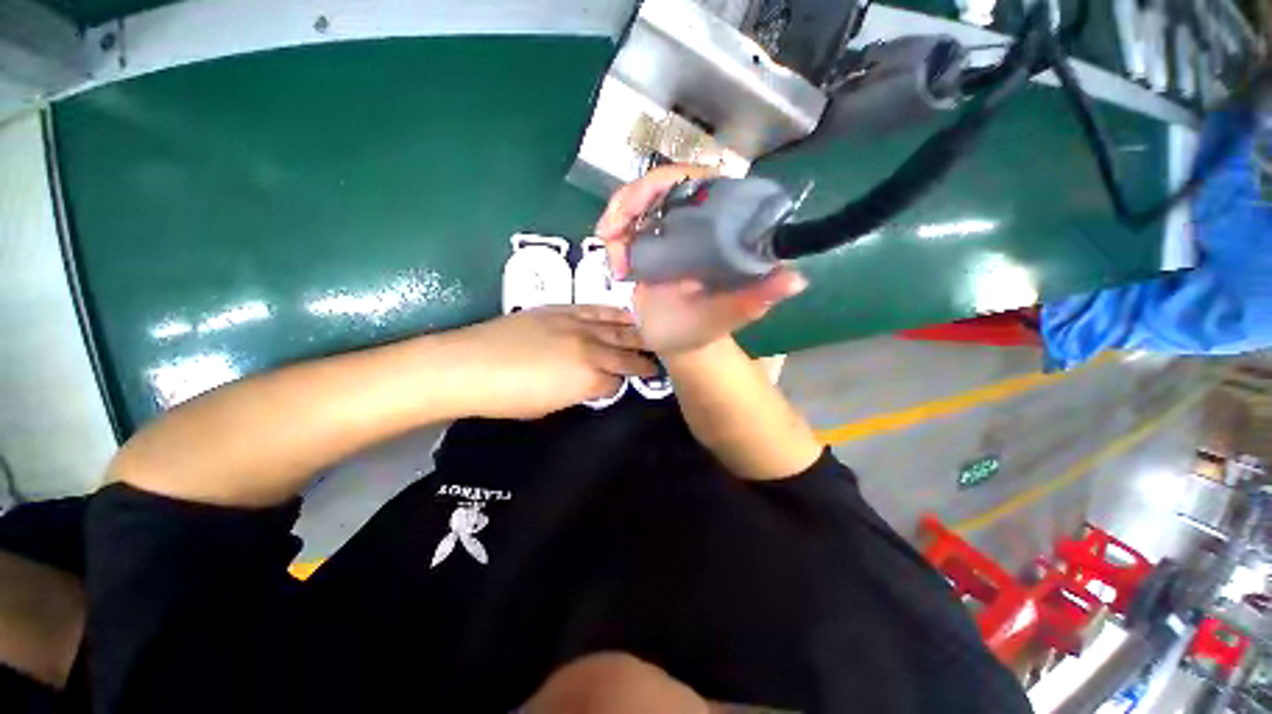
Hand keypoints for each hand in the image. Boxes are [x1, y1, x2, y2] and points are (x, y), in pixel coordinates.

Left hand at [453, 305, 657, 419]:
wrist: (469, 365)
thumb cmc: (507, 397)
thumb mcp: (551, 406)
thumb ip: (581, 393)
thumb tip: (595, 384)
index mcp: (588, 379)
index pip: (619, 380)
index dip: (625, 383)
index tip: (632, 382)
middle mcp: (591, 349)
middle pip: (626, 352)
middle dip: (644, 357)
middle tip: (659, 358)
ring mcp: (578, 325)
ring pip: (618, 327)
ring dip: (638, 332)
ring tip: (654, 331)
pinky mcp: (563, 309)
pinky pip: (597, 310)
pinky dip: (615, 312)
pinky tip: (627, 313)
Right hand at [596, 164, 807, 354]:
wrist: (678, 341)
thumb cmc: (703, 329)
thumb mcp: (726, 316)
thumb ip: (754, 300)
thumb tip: (796, 280)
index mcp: (721, 229)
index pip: (700, 182)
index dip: (668, 182)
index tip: (642, 203)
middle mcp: (696, 221)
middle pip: (661, 185)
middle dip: (630, 200)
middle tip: (609, 232)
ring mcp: (669, 230)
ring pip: (639, 202)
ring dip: (618, 219)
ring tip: (610, 252)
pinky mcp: (649, 243)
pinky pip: (627, 225)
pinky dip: (614, 236)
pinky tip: (613, 261)